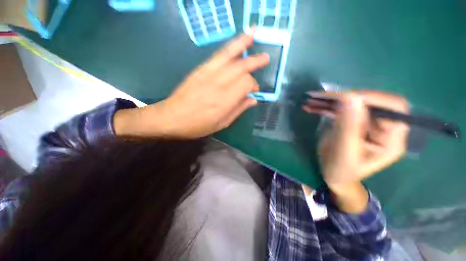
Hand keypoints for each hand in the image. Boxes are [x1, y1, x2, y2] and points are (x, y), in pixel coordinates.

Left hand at [114, 33, 269, 137]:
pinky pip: (218, 55)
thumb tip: (253, 100)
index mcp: (225, 101)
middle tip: (266, 58)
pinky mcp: (200, 69)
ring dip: (244, 44)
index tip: (254, 91)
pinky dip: (230, 46)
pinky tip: (237, 41)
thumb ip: (238, 110)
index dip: (254, 85)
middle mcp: (219, 84)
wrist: (172, 118)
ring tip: (254, 35)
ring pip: (230, 55)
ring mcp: (208, 74)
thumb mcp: (222, 124)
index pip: (246, 84)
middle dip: (255, 62)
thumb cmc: (198, 125)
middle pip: (241, 68)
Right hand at [303, 91, 408, 212]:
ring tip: (311, 100)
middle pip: (370, 102)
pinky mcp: (351, 122)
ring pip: (352, 103)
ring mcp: (365, 123)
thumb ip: (349, 126)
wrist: (334, 175)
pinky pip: (340, 110)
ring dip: (330, 101)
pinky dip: (325, 107)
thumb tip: (351, 96)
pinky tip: (310, 107)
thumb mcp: (345, 151)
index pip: (393, 107)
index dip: (372, 98)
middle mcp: (382, 127)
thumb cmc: (341, 170)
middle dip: (344, 97)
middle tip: (320, 98)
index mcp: (392, 139)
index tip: (344, 98)